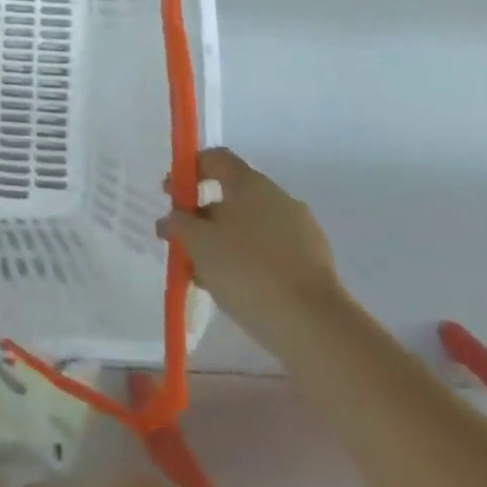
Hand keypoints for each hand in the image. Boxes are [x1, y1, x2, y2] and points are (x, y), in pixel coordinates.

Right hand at [158, 148, 345, 349]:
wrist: (314, 327)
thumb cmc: (247, 270)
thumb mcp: (197, 243)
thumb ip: (177, 225)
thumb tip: (172, 219)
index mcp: (250, 183)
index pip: (216, 158)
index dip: (189, 170)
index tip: (171, 195)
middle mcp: (279, 198)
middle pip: (232, 196)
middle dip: (204, 216)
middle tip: (185, 243)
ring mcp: (301, 231)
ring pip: (251, 228)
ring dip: (225, 243)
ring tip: (206, 275)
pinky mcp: (315, 264)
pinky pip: (272, 252)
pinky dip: (250, 263)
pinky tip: (236, 290)